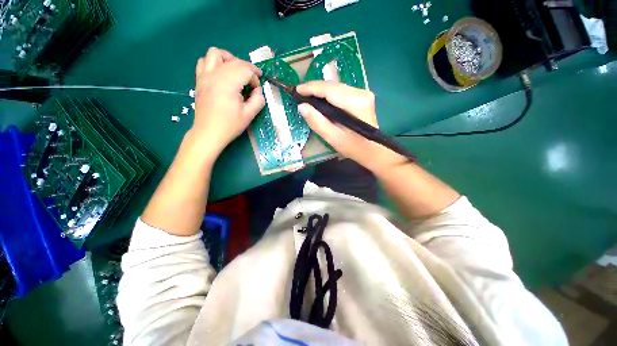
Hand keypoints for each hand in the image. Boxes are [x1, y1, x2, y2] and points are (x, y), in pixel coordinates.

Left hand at [192, 47, 264, 156]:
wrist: (209, 133)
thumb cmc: (230, 125)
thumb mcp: (249, 115)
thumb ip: (258, 100)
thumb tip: (258, 91)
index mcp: (228, 84)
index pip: (246, 70)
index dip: (255, 78)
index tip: (257, 90)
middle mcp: (215, 75)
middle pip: (235, 61)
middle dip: (247, 69)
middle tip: (252, 82)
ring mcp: (205, 76)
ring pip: (216, 53)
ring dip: (229, 59)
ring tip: (236, 71)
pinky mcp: (199, 80)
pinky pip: (204, 61)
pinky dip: (214, 63)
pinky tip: (221, 74)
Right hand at [296, 81, 402, 171]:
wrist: (374, 151)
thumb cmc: (354, 148)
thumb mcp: (333, 138)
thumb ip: (317, 122)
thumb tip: (301, 106)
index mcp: (355, 102)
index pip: (329, 89)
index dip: (311, 88)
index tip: (296, 90)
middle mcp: (361, 93)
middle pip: (333, 86)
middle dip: (314, 88)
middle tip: (300, 94)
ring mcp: (363, 93)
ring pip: (336, 87)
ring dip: (321, 91)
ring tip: (307, 97)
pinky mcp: (362, 97)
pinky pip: (341, 92)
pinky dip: (329, 95)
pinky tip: (321, 101)